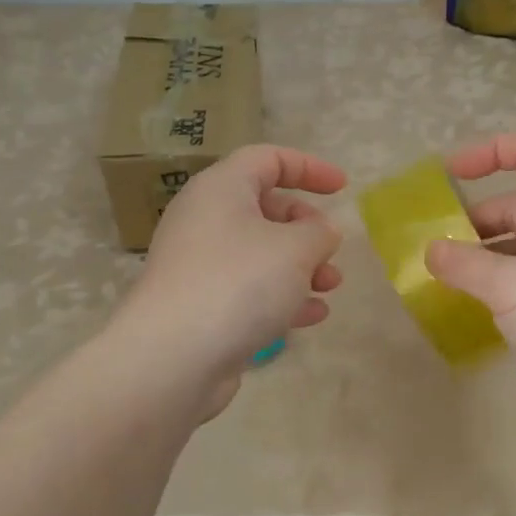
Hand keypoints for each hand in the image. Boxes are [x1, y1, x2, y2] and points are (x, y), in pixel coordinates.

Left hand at [120, 145, 345, 413]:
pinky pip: (248, 289)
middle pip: (265, 208)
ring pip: (259, 253)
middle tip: (330, 249)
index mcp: (221, 189)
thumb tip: (322, 231)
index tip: (342, 189)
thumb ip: (319, 232)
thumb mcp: (295, 249)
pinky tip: (311, 315)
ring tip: (330, 287)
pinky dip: (281, 296)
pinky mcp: (201, 304)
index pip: (268, 159)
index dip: (309, 168)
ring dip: (301, 266)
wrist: (173, 356)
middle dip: (306, 228)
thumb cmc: (239, 283)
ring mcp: (199, 265)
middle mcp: (204, 220)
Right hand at [424, 133, 515, 414]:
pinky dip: (508, 287)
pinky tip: (484, 313)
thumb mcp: (507, 286)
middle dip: (477, 224)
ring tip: (452, 285)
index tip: (450, 175)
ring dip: (489, 260)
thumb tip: (431, 250)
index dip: (490, 151)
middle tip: (438, 253)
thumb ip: (462, 264)